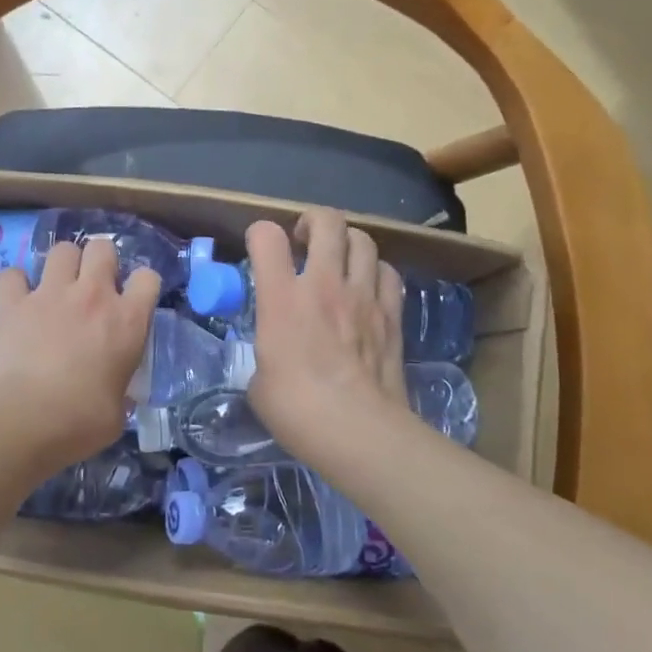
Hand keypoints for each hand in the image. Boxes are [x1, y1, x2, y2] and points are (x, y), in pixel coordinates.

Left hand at [0, 238, 158, 471]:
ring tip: (57, 286)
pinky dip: (15, 284)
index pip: (148, 278)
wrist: (23, 421)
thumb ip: (119, 389)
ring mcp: (50, 294)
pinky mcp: (12, 303)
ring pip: (62, 249)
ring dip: (62, 264)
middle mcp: (92, 296)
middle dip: (100, 260)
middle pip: (103, 248)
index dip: (142, 286)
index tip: (133, 301)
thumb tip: (113, 392)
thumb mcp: (118, 411)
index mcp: (127, 321)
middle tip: (93, 286)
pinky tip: (17, 299)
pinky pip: (12, 274)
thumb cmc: (80, 423)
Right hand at [245, 208, 409, 461]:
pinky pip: (388, 272)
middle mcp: (324, 285)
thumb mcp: (259, 381)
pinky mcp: (392, 314)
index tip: (259, 249)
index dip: (260, 235)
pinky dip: (375, 271)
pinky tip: (367, 287)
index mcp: (282, 299)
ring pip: (363, 239)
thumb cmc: (296, 410)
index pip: (267, 237)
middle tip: (304, 239)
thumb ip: (266, 353)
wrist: (358, 430)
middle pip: (326, 221)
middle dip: (312, 221)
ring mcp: (364, 296)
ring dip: (347, 242)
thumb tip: (275, 357)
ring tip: (338, 259)